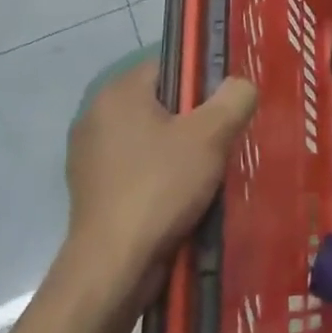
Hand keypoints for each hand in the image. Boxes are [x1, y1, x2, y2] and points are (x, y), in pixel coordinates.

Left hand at [64, 58, 256, 297]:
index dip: (204, 81)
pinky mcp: (92, 191)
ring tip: (209, 172)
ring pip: (150, 139)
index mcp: (119, 92)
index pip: (171, 65)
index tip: (228, 106)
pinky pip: (137, 169)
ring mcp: (90, 156)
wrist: (113, 266)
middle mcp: (97, 116)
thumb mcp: (211, 136)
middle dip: (194, 119)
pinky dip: (160, 176)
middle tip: (225, 139)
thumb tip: (242, 85)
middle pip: (161, 103)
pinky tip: (183, 197)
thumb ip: (234, 98)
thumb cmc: (161, 187)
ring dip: (179, 151)